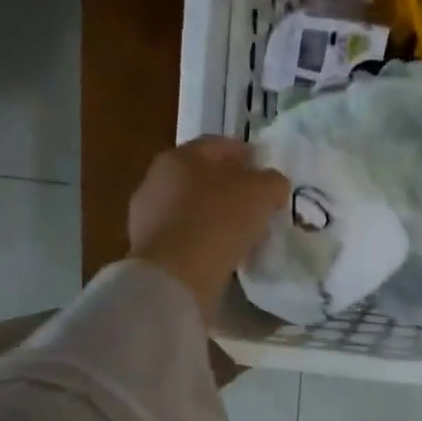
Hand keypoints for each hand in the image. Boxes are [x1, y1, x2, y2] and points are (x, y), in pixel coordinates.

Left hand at [128, 139, 289, 320]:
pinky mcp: (149, 247)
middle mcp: (158, 178)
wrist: (176, 274)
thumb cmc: (220, 221)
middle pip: (203, 176)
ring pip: (192, 207)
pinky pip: (186, 235)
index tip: (266, 170)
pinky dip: (204, 239)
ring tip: (243, 232)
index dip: (246, 154)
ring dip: (216, 215)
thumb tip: (272, 185)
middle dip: (230, 186)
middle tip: (257, 203)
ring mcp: (148, 214)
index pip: (219, 146)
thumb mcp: (263, 192)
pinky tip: (223, 252)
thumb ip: (272, 182)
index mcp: (182, 156)